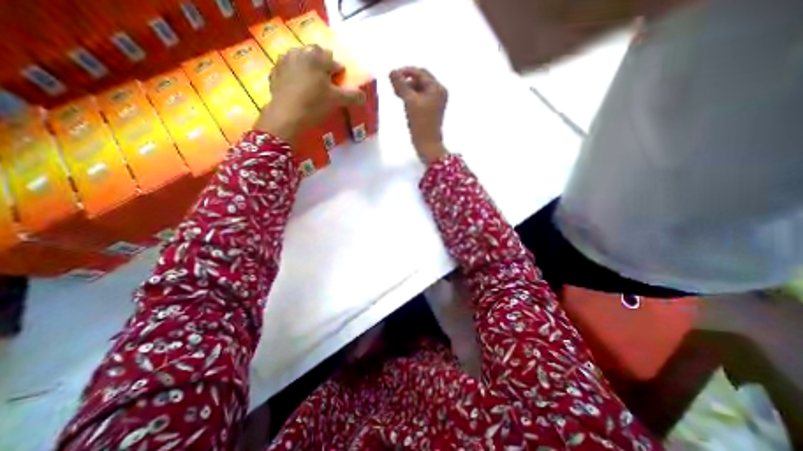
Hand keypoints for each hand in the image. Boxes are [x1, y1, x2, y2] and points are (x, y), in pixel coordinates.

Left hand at [255, 44, 366, 142]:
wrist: (286, 115)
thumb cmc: (314, 104)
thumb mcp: (337, 101)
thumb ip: (352, 96)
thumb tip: (364, 96)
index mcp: (317, 57)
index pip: (334, 62)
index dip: (340, 73)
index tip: (340, 83)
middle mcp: (299, 52)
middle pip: (316, 55)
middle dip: (323, 66)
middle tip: (327, 82)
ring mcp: (284, 61)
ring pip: (301, 60)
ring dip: (308, 68)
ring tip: (313, 84)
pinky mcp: (275, 72)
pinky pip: (289, 69)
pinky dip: (295, 75)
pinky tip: (298, 88)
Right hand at [391, 65, 449, 164]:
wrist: (428, 145)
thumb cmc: (420, 123)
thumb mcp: (410, 102)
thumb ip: (401, 85)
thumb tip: (391, 72)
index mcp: (437, 88)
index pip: (420, 72)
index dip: (405, 71)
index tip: (391, 75)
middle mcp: (439, 92)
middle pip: (420, 80)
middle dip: (406, 81)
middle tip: (393, 87)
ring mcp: (436, 102)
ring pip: (420, 90)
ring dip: (408, 89)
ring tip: (397, 95)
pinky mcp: (432, 111)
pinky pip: (421, 98)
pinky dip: (412, 98)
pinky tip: (404, 102)